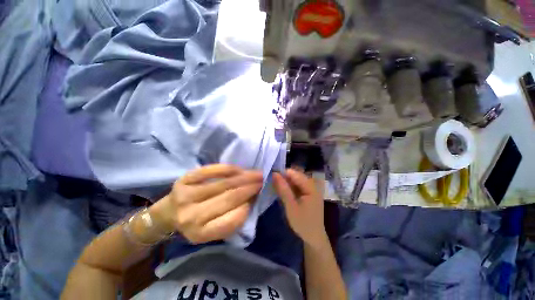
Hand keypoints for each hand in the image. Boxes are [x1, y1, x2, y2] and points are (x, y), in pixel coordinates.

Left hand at [150, 165, 262, 243]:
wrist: (168, 213)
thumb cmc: (195, 222)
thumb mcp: (212, 229)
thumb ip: (231, 218)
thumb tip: (251, 198)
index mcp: (200, 234)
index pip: (231, 220)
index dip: (248, 206)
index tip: (258, 196)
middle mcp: (191, 216)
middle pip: (229, 198)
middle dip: (250, 187)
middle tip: (263, 180)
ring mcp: (186, 196)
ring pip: (223, 183)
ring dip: (243, 177)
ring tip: (256, 173)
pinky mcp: (184, 179)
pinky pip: (212, 170)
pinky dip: (228, 169)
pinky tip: (239, 169)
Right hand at [273, 169, 326, 245]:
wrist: (313, 238)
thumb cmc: (303, 223)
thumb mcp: (291, 206)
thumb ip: (283, 189)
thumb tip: (274, 174)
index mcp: (311, 187)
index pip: (295, 174)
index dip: (283, 173)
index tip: (271, 176)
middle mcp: (312, 185)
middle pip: (295, 176)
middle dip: (284, 178)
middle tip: (272, 183)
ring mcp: (310, 189)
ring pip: (295, 181)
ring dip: (285, 183)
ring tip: (276, 187)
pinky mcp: (308, 194)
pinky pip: (297, 186)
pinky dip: (289, 188)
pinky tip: (283, 192)